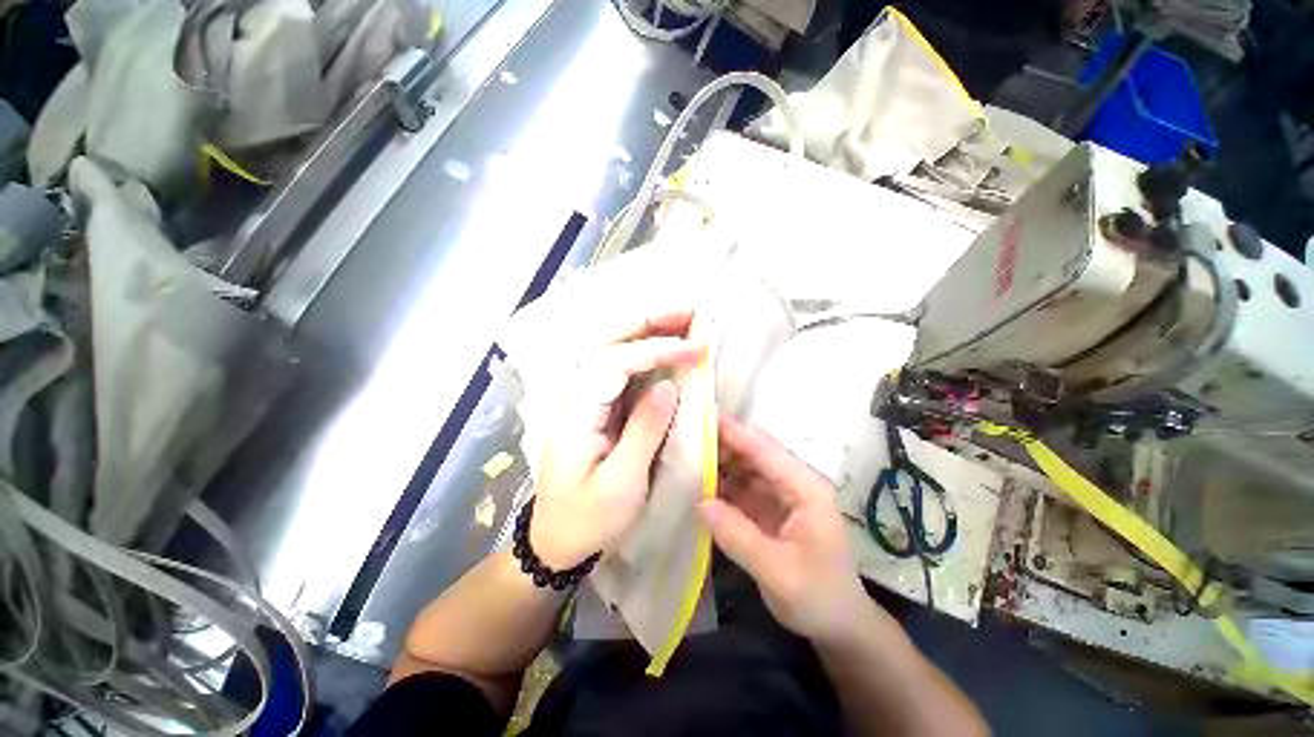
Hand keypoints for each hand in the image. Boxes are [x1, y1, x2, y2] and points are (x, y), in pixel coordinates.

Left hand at [531, 307, 702, 569]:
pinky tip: (662, 346)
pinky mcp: (595, 406)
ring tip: (680, 320)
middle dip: (646, 322)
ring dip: (645, 330)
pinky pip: (619, 368)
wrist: (555, 539)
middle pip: (606, 342)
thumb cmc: (587, 518)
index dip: (656, 349)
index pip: (615, 362)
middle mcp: (576, 395)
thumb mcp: (621, 483)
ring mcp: (584, 398)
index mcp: (577, 412)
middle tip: (686, 311)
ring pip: (611, 349)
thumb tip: (669, 386)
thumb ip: (645, 430)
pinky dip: (643, 352)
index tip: (695, 349)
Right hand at [699, 415, 870, 642]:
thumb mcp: (779, 573)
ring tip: (681, 454)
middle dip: (718, 443)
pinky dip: (716, 483)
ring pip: (741, 467)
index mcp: (805, 486)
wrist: (837, 625)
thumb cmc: (819, 597)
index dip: (733, 431)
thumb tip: (700, 503)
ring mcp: (777, 493)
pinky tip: (694, 482)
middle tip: (680, 435)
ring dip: (714, 461)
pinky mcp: (765, 506)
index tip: (701, 414)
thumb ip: (739, 537)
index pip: (764, 449)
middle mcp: (791, 481)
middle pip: (751, 452)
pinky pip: (737, 487)